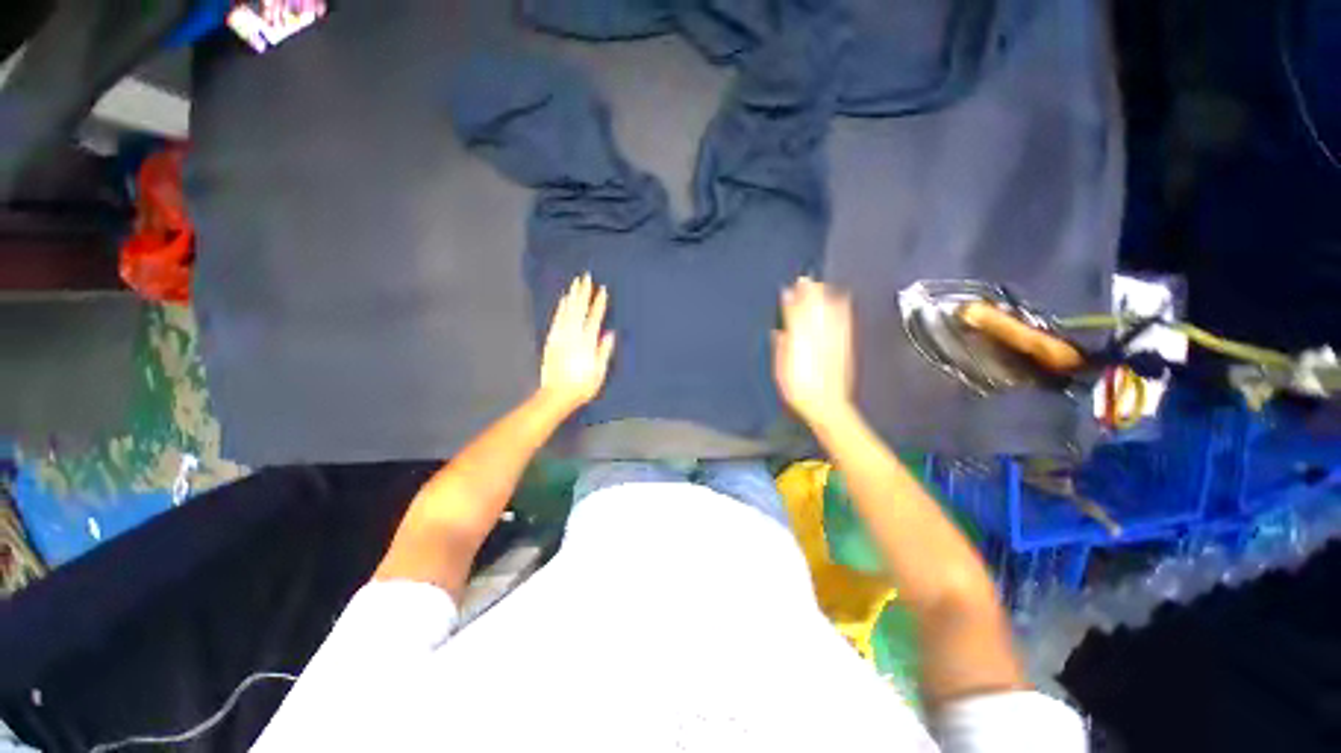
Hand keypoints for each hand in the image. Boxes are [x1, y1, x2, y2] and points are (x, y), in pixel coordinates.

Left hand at [539, 273, 615, 412]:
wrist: (556, 395)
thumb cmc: (582, 386)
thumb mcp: (599, 372)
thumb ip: (603, 351)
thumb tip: (609, 333)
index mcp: (586, 343)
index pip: (594, 318)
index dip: (599, 303)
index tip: (602, 290)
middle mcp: (572, 336)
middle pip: (579, 310)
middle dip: (583, 292)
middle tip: (586, 277)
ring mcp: (560, 337)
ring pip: (567, 312)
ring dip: (572, 296)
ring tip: (576, 283)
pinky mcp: (552, 340)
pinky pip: (557, 319)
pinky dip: (561, 308)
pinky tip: (564, 301)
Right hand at [773, 276, 854, 425]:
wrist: (827, 406)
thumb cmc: (799, 392)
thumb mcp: (781, 373)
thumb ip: (781, 350)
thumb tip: (779, 332)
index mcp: (799, 345)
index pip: (794, 318)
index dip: (791, 303)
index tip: (787, 290)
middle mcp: (817, 339)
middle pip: (813, 311)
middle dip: (809, 294)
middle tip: (805, 279)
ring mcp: (833, 342)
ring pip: (829, 314)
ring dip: (825, 298)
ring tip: (822, 285)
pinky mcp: (845, 347)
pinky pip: (844, 324)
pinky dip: (843, 310)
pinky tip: (844, 300)